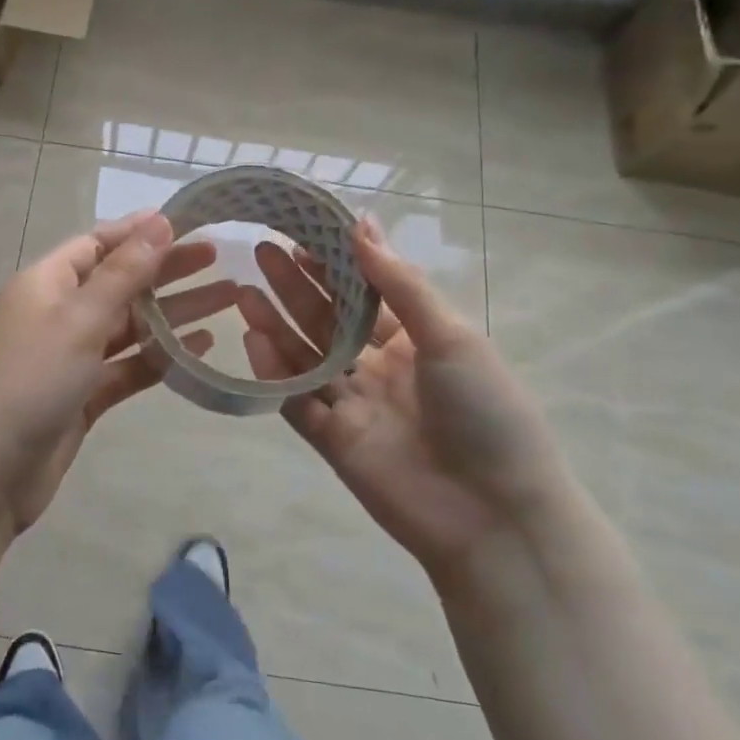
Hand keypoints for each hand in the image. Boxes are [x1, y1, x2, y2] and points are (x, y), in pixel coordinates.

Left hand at [0, 212, 235, 530]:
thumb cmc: (29, 380)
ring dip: (173, 313)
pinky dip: (160, 356)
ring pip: (129, 326)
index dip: (138, 232)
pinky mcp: (83, 396)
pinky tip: (201, 347)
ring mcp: (70, 357)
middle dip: (166, 269)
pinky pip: (128, 367)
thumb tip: (158, 222)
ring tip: (227, 298)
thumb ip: (123, 274)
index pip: (97, 243)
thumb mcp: (78, 318)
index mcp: (45, 283)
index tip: (186, 222)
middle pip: (119, 282)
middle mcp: (58, 314)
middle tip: (219, 258)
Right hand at [238, 217, 578, 584]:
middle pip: (329, 320)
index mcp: (417, 340)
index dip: (334, 264)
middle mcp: (381, 368)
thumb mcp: (451, 336)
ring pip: (306, 358)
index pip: (365, 293)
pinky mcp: (333, 441)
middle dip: (296, 286)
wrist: (495, 515)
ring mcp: (354, 405)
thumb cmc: (486, 411)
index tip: (301, 232)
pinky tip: (252, 339)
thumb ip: (399, 283)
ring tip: (244, 291)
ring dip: (276, 325)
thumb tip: (361, 224)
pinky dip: (274, 373)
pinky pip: (297, 400)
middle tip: (262, 251)